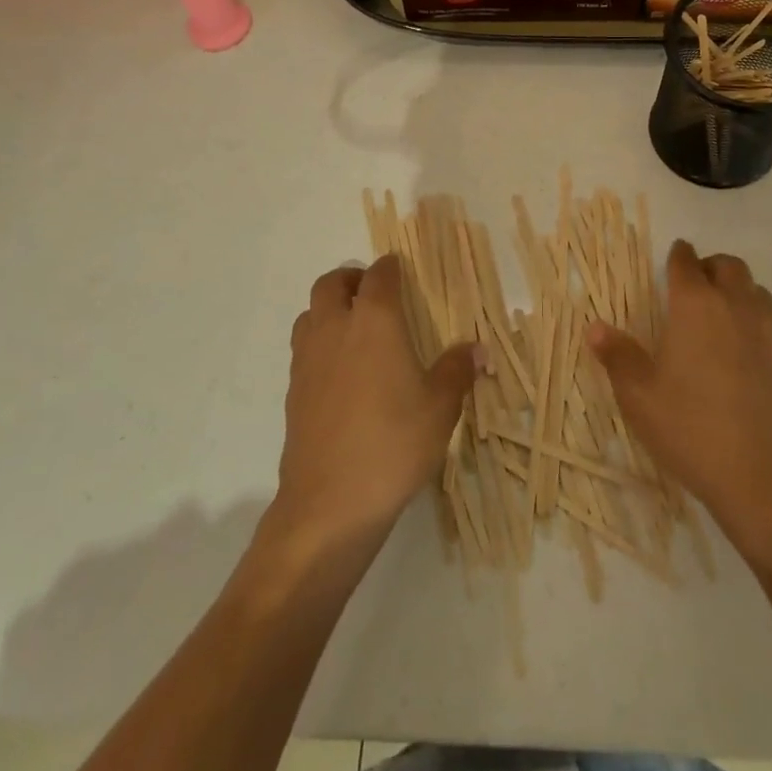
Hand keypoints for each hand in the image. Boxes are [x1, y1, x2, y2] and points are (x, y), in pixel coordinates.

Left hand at [273, 256, 475, 545]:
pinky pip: (304, 347)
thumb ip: (457, 370)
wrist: (330, 503)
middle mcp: (335, 329)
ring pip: (311, 313)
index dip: (390, 268)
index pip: (378, 277)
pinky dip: (320, 341)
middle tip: (374, 292)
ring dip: (330, 308)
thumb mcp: (440, 407)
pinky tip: (342, 370)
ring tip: (356, 327)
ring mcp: (308, 360)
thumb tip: (478, 349)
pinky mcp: (293, 390)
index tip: (400, 269)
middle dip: (352, 279)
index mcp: (374, 322)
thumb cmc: (393, 444)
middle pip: (331, 284)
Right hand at [590, 241, 771, 549]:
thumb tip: (595, 327)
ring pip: (758, 292)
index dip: (678, 255)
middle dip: (712, 266)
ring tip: (722, 314)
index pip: (687, 263)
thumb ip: (617, 356)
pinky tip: (747, 355)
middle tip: (696, 283)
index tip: (674, 255)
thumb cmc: (691, 429)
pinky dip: (759, 326)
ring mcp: (771, 334)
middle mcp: (737, 308)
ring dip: (739, 292)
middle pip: (730, 266)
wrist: (764, 480)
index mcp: (696, 306)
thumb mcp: (639, 396)